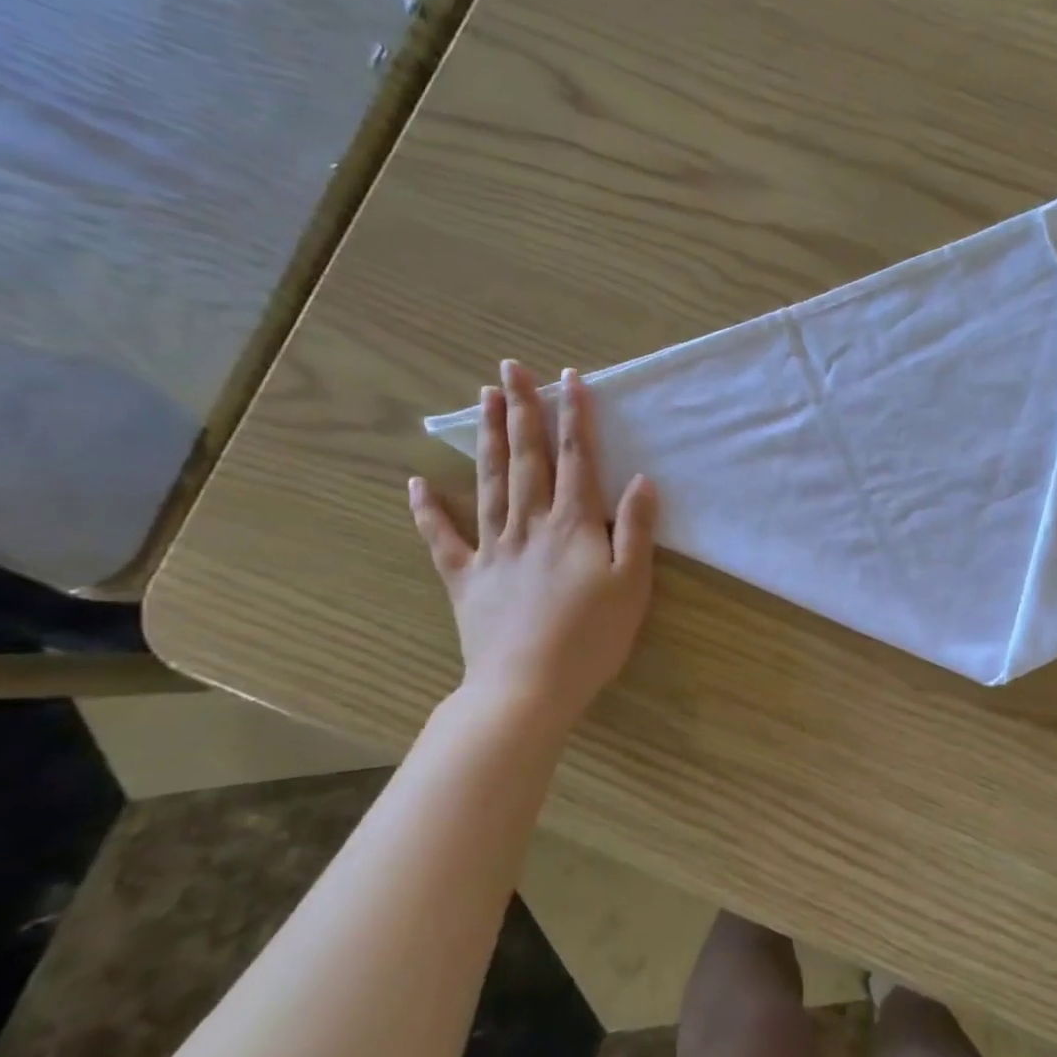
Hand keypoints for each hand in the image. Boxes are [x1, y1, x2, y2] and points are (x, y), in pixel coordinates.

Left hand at [409, 360, 656, 726]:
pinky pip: (442, 538)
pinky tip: (415, 482)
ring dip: (485, 438)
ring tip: (482, 399)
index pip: (576, 459)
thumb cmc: (591, 639)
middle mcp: (530, 525)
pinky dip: (427, 510)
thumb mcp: (631, 585)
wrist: (528, 688)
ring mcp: (492, 549)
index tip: (570, 379)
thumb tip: (641, 480)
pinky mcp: (465, 578)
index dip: (575, 417)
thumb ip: (636, 530)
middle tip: (512, 368)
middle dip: (522, 410)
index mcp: (573, 526)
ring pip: (487, 482)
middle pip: (526, 459)